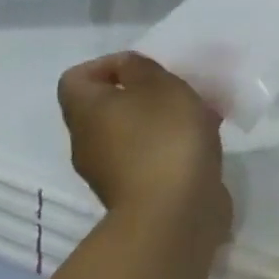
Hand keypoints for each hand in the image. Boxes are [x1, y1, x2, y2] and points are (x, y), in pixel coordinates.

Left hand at [56, 52, 229, 246]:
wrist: (174, 213)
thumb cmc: (163, 138)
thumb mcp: (159, 85)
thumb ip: (140, 68)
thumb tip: (127, 69)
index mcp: (86, 112)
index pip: (77, 78)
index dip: (107, 65)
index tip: (144, 67)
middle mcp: (88, 142)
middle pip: (107, 106)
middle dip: (142, 93)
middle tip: (176, 89)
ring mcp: (110, 172)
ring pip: (132, 132)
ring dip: (160, 121)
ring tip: (199, 115)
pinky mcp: (137, 193)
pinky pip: (149, 157)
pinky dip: (170, 146)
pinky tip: (202, 143)